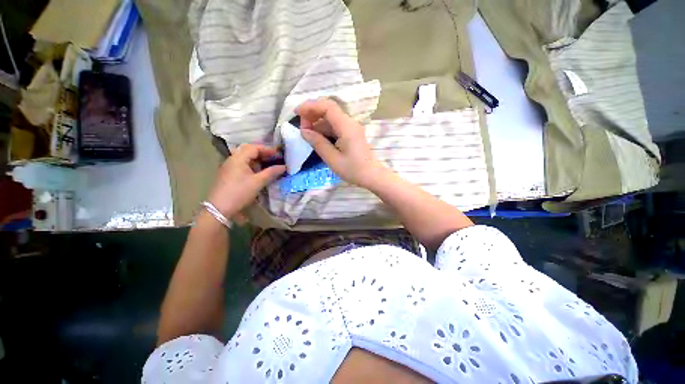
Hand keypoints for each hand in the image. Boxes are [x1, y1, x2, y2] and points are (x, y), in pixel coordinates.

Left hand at [207, 144, 285, 218]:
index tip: (278, 154)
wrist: (220, 208)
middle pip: (248, 150)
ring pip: (244, 158)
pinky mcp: (228, 174)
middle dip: (262, 153)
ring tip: (268, 164)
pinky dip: (251, 165)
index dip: (267, 149)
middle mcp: (232, 159)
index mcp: (238, 158)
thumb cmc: (240, 192)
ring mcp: (229, 167)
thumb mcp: (258, 182)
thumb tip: (284, 166)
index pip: (254, 148)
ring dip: (257, 159)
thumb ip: (271, 172)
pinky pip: (241, 164)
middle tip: (274, 158)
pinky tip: (258, 172)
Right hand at [298, 98, 386, 187]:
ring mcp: (351, 128)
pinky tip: (317, 138)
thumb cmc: (353, 170)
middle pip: (329, 110)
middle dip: (312, 114)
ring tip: (307, 135)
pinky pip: (335, 126)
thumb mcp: (333, 159)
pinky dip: (324, 130)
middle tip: (302, 128)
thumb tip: (304, 131)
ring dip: (317, 123)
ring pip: (331, 118)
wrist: (371, 175)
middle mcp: (350, 123)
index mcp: (346, 127)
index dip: (310, 106)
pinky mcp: (351, 134)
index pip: (327, 106)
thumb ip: (318, 143)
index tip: (297, 113)